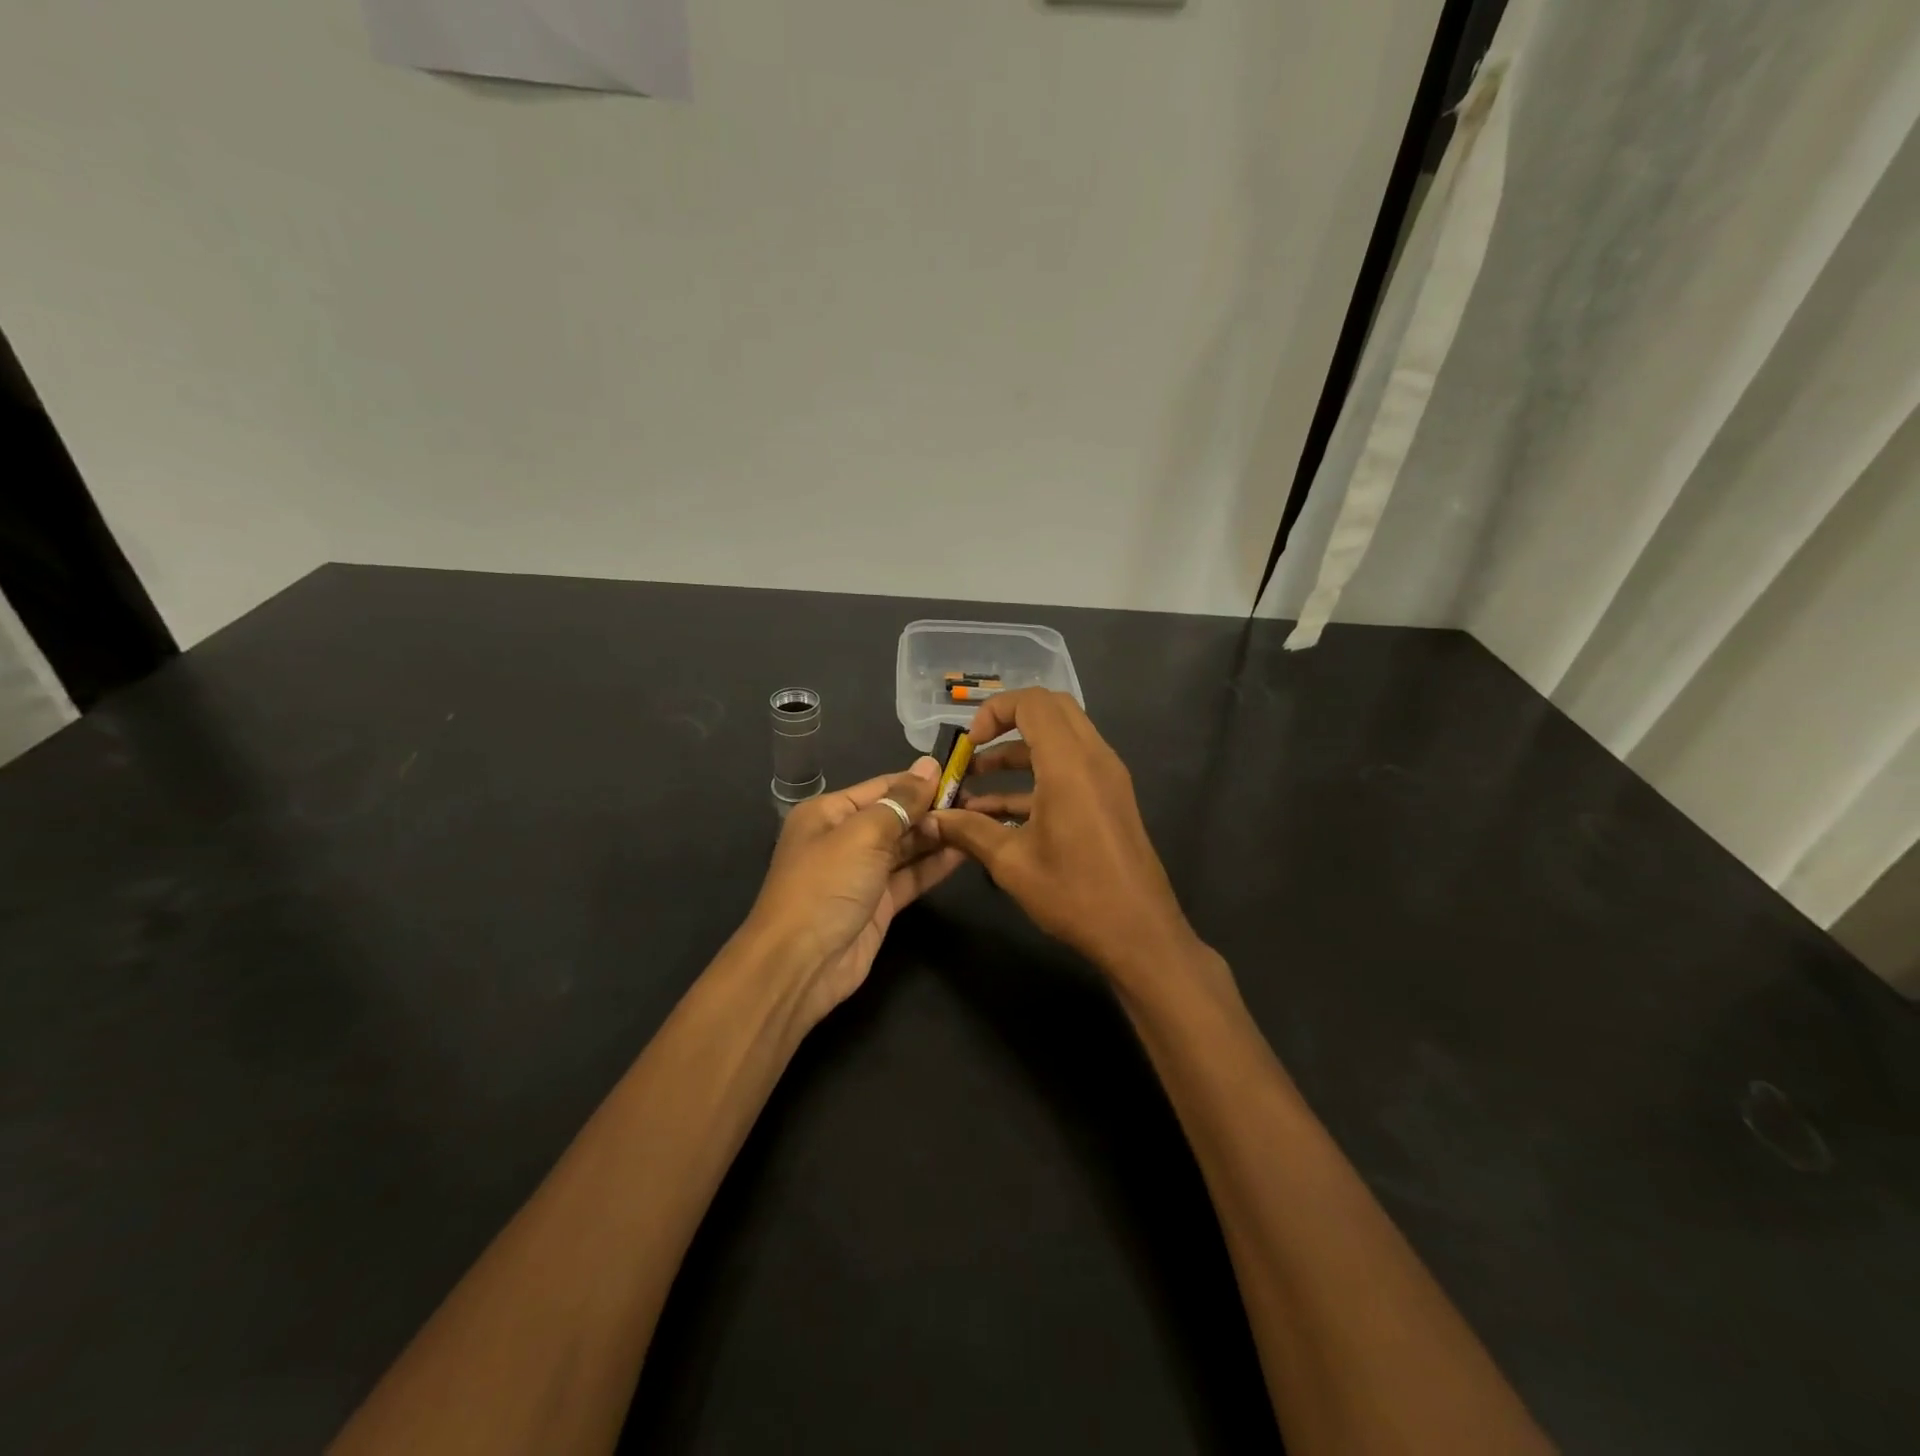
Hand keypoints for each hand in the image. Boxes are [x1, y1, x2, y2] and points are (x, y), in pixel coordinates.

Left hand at [742, 757, 965, 1027]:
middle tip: (979, 800)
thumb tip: (929, 766)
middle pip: (896, 815)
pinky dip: (935, 864)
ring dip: (938, 835)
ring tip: (980, 821)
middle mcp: (845, 838)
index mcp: (829, 813)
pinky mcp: (879, 903)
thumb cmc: (826, 885)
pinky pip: (911, 876)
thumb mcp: (863, 834)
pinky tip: (966, 851)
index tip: (962, 773)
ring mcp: (862, 873)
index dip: (920, 781)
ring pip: (906, 847)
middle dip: (933, 808)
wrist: (801, 963)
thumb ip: (901, 801)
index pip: (882, 787)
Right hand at [928, 689, 1201, 985]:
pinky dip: (1036, 776)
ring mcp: (1107, 777)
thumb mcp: (1011, 862)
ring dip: (1018, 753)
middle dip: (1007, 722)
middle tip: (975, 750)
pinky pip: (1071, 767)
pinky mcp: (1110, 798)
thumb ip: (968, 831)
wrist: (1139, 934)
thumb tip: (930, 818)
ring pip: (1060, 739)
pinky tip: (998, 813)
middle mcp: (1094, 758)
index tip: (969, 744)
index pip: (1033, 702)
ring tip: (974, 783)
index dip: (994, 711)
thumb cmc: (1074, 894)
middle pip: (1050, 710)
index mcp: (1069, 764)